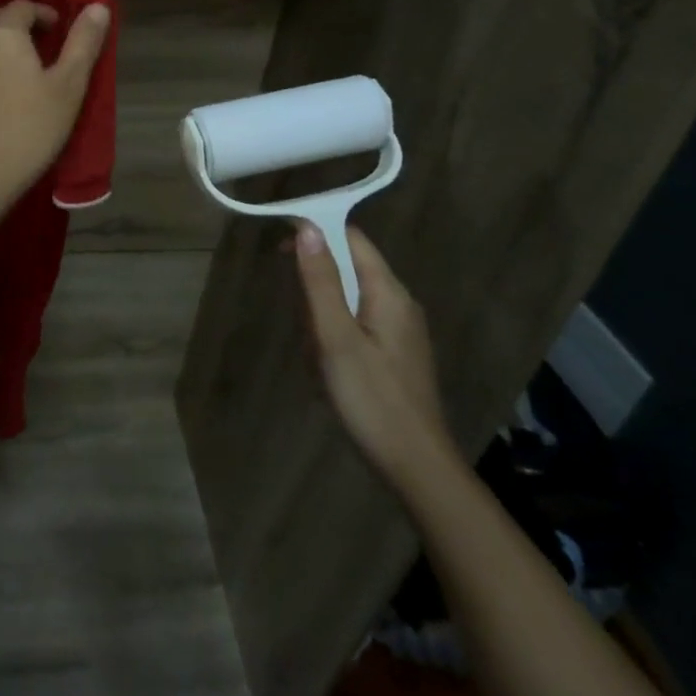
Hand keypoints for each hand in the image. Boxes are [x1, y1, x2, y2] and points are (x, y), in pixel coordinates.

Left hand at [0, 0, 109, 197]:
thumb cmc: (33, 127)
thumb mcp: (69, 85)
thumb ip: (83, 43)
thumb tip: (98, 7)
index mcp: (3, 33)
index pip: (21, 6)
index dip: (43, 13)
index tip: (60, 30)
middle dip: (12, 17)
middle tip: (37, 39)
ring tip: (21, 61)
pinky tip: (2, 82)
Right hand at [293, 223, 452, 485]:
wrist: (416, 468)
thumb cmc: (371, 399)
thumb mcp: (335, 337)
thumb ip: (321, 281)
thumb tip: (307, 228)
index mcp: (388, 292)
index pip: (350, 237)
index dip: (315, 232)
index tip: (279, 246)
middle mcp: (399, 303)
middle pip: (347, 269)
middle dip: (316, 292)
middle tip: (305, 329)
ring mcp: (399, 331)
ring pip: (347, 302)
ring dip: (322, 322)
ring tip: (316, 360)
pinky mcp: (395, 354)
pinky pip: (355, 327)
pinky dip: (334, 340)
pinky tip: (328, 373)